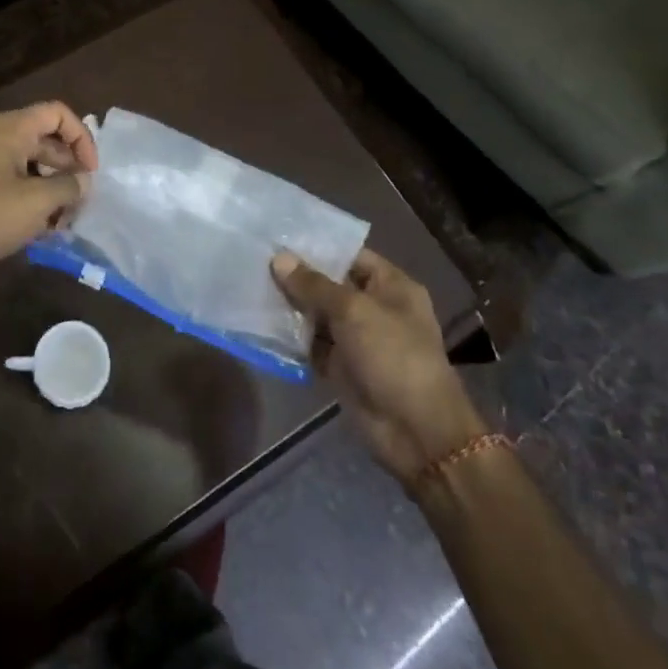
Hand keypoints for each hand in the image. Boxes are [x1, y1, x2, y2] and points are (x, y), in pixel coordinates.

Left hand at [0, 102, 98, 279]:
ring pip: (33, 168)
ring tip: (65, 221)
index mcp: (11, 130)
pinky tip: (45, 230)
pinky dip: (34, 203)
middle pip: (47, 142)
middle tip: (81, 202)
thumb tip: (84, 181)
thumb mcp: (37, 201)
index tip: (90, 172)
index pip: (57, 114)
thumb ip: (68, 187)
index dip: (81, 137)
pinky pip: (17, 187)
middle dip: (69, 169)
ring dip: (53, 190)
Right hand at [273, 247, 487, 484]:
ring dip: (291, 307)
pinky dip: (293, 338)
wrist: (416, 432)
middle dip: (297, 276)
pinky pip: (313, 344)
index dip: (317, 247)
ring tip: (251, 286)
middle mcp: (374, 307)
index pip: (349, 255)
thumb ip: (314, 285)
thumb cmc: (393, 356)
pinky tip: (262, 323)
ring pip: (318, 315)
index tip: (279, 237)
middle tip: (256, 259)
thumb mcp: (353, 311)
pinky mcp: (343, 367)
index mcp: (390, 286)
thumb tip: (279, 258)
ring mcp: (358, 338)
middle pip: (330, 284)